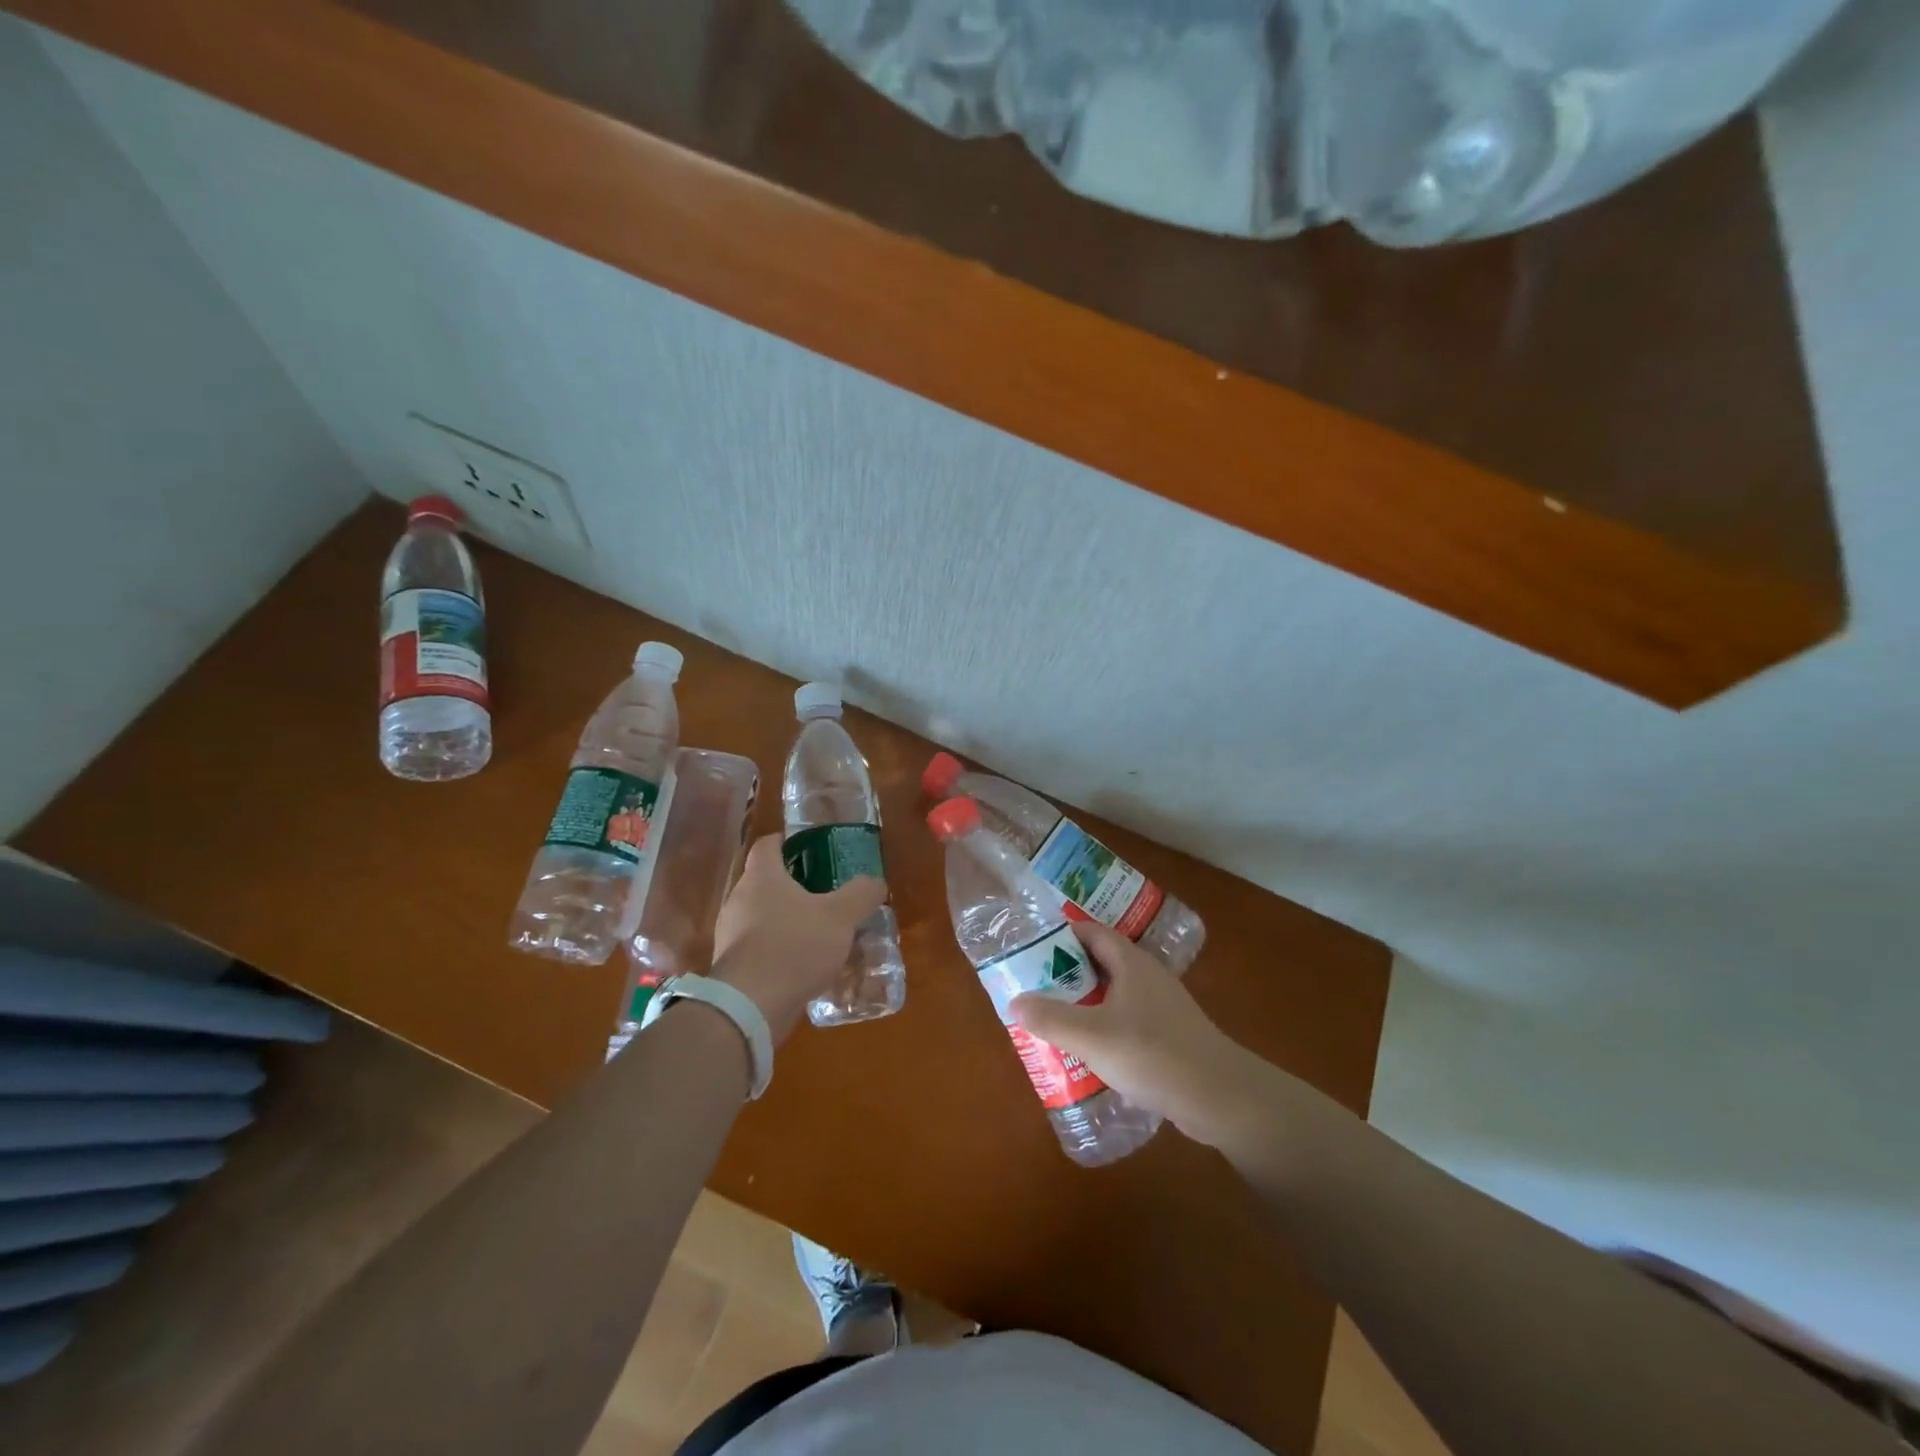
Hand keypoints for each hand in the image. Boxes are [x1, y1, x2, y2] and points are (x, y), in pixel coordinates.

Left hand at [710, 835, 887, 1041]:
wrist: (750, 1006)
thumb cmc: (794, 946)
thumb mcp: (840, 917)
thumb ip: (861, 894)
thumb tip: (875, 882)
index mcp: (762, 877)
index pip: (767, 845)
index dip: (787, 841)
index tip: (808, 846)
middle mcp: (740, 899)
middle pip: (766, 881)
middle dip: (794, 884)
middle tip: (825, 891)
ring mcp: (732, 934)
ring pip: (763, 916)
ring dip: (788, 920)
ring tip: (820, 931)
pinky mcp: (733, 966)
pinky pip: (761, 947)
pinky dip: (781, 949)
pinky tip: (805, 964)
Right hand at [1009, 920, 1266, 1146]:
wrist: (1221, 1097)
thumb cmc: (1154, 1054)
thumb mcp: (1092, 1037)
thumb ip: (1051, 1018)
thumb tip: (1014, 1001)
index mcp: (1131, 962)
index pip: (1090, 932)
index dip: (1060, 935)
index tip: (1030, 950)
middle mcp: (1147, 976)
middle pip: (1100, 962)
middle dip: (1066, 972)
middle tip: (1034, 988)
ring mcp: (1161, 1005)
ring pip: (1113, 993)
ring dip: (1084, 1002)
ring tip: (1053, 1020)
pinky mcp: (1169, 1034)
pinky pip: (1126, 1019)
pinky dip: (1104, 1026)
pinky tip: (1088, 1052)